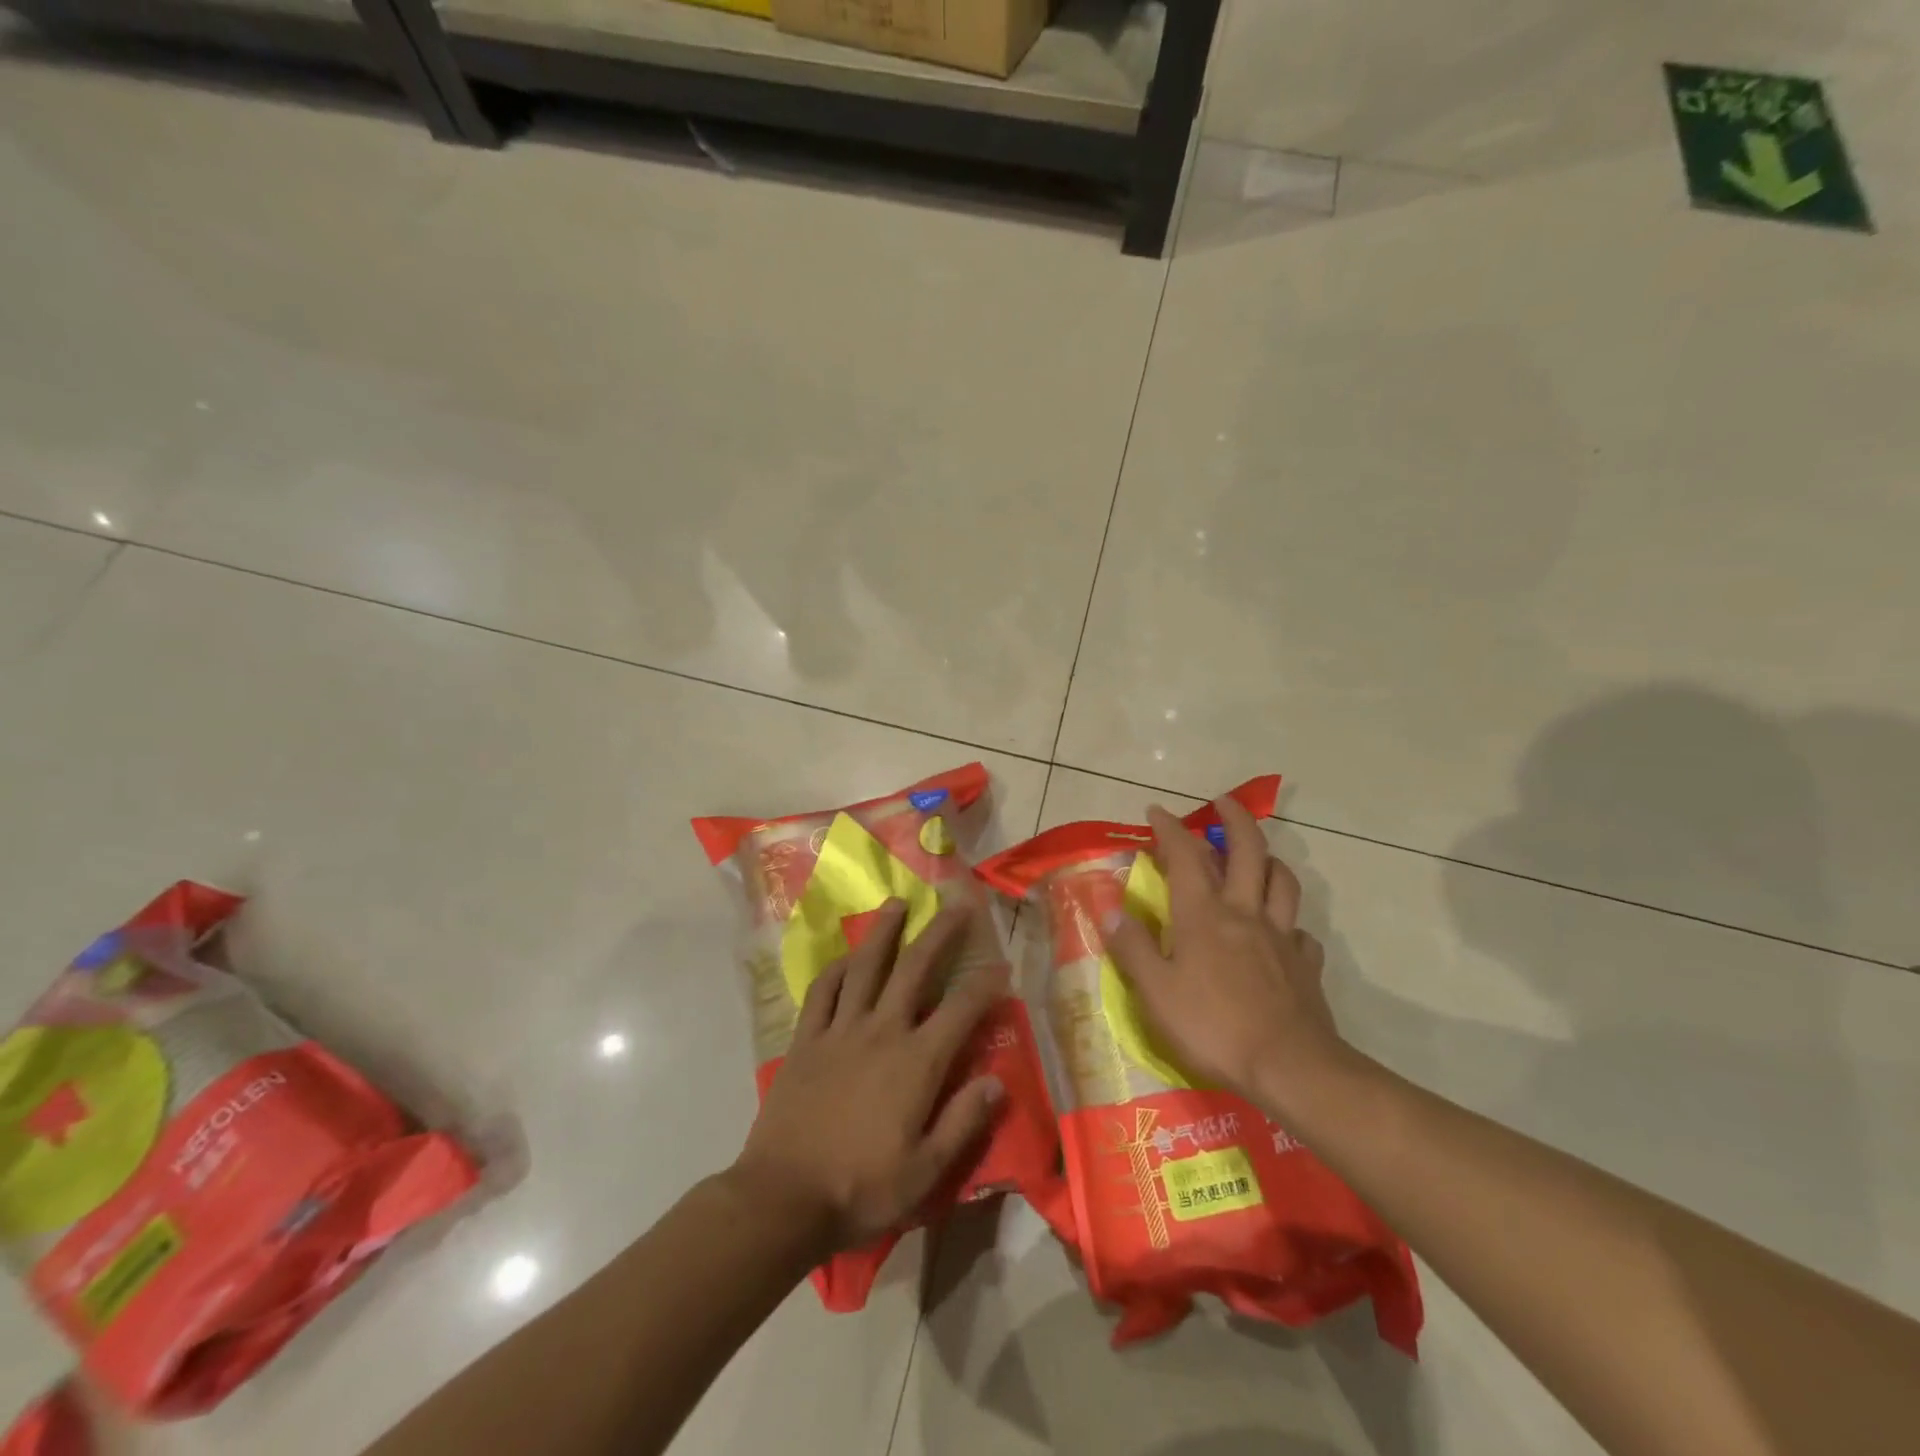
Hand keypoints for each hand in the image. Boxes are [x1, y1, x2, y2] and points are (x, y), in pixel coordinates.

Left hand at [730, 900, 1005, 1256]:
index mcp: (916, 1062)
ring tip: (897, 903)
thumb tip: (997, 1081)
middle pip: (915, 968)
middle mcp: (881, 1031)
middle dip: (940, 933)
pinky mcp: (806, 1040)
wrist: (782, 1199)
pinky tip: (845, 958)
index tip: (1002, 964)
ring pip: (865, 967)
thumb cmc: (860, 1189)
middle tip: (956, 904)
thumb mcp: (926, 1172)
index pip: (961, 1010)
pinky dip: (835, 969)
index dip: (985, 984)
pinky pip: (821, 992)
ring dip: (884, 932)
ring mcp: (839, 1030)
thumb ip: (963, 1122)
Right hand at [1105, 795, 1349, 1117]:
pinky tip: (1282, 933)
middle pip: (1248, 851)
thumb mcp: (1156, 992)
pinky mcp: (1305, 964)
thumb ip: (1134, 948)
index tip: (1157, 811)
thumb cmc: (1213, 1026)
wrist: (1290, 1066)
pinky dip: (1289, 923)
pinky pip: (1300, 931)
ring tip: (1258, 857)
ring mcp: (1281, 937)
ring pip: (1282, 881)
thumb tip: (1111, 911)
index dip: (1170, 829)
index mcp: (1204, 915)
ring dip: (1269, 859)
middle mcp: (1245, 913)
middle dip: (1235, 819)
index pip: (1186, 856)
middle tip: (1223, 802)